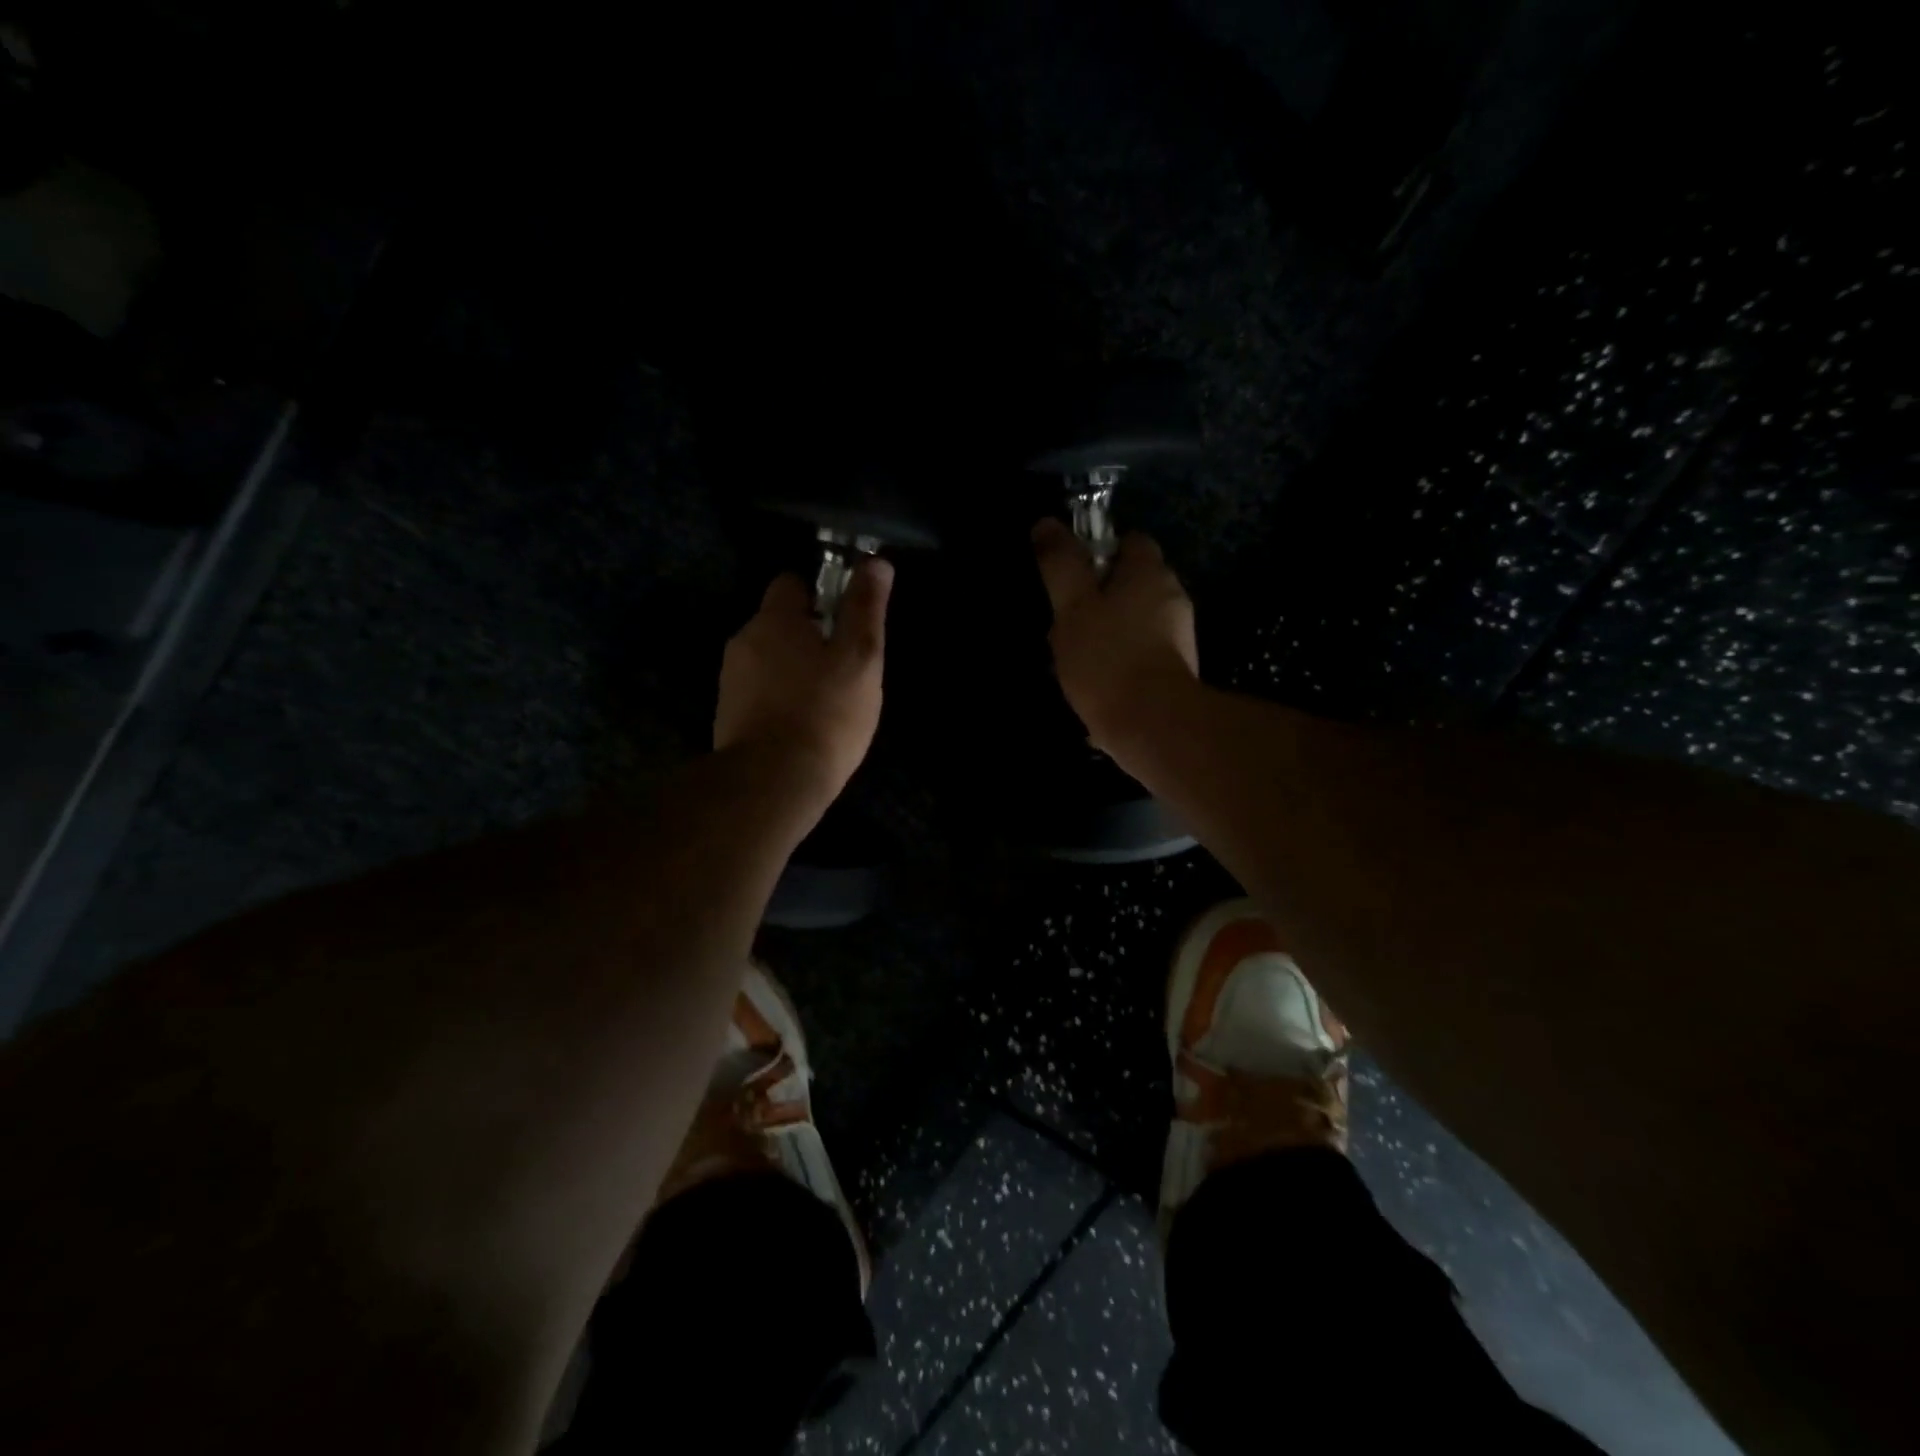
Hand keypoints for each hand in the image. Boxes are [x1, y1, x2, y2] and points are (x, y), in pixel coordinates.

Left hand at [714, 560, 891, 806]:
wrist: (773, 782)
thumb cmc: (825, 713)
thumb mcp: (859, 658)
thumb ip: (865, 609)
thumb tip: (875, 562)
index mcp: (773, 619)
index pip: (791, 583)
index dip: (820, 596)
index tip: (843, 624)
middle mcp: (743, 641)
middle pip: (779, 624)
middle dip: (809, 638)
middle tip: (844, 670)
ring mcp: (730, 681)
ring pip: (770, 661)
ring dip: (794, 671)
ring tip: (826, 704)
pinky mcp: (727, 716)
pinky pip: (760, 693)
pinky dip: (780, 700)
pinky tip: (803, 727)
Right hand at [1032, 519, 1198, 751]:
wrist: (1153, 725)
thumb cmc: (1108, 658)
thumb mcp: (1072, 606)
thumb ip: (1060, 564)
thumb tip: (1046, 524)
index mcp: (1149, 573)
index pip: (1131, 541)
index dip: (1099, 551)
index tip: (1072, 575)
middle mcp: (1172, 597)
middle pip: (1132, 583)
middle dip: (1099, 597)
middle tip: (1065, 621)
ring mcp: (1179, 636)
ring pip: (1134, 621)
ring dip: (1107, 632)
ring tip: (1075, 658)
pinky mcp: (1175, 671)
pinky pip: (1140, 654)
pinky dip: (1120, 661)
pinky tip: (1096, 684)